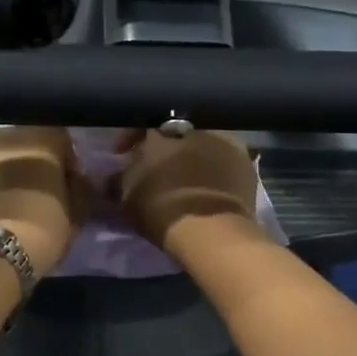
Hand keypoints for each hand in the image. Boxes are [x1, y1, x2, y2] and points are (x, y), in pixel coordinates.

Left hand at [0, 126, 86, 275]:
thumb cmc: (43, 227)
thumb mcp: (77, 212)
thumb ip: (80, 189)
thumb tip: (78, 182)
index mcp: (40, 137)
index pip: (62, 137)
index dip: (69, 159)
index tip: (71, 182)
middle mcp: (7, 137)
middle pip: (29, 142)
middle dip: (38, 161)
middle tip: (46, 190)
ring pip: (4, 157)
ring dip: (14, 172)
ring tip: (21, 199)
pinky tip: (1, 207)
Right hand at [113, 128, 260, 253]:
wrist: (211, 230)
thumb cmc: (161, 209)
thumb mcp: (125, 198)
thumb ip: (116, 180)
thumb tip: (111, 175)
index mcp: (159, 131)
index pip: (139, 125)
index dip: (129, 140)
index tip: (122, 155)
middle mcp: (192, 128)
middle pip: (173, 133)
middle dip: (164, 148)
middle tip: (157, 168)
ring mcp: (223, 141)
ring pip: (201, 144)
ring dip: (192, 156)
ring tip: (186, 177)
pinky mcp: (245, 162)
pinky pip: (223, 160)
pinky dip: (214, 169)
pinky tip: (209, 185)